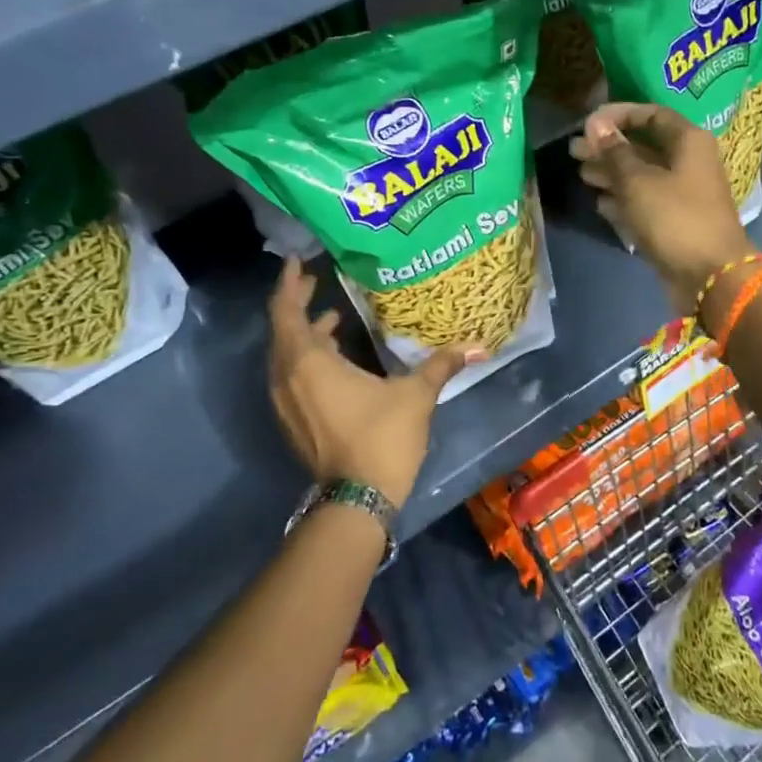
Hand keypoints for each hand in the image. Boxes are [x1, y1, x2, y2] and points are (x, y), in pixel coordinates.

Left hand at [267, 259, 481, 504]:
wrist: (357, 500)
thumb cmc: (382, 438)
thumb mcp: (415, 395)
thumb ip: (441, 365)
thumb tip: (478, 346)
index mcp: (308, 362)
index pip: (286, 311)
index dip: (290, 284)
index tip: (298, 261)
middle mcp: (286, 377)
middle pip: (282, 330)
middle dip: (297, 304)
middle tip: (317, 281)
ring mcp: (286, 402)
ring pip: (286, 355)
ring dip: (304, 333)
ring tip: (333, 317)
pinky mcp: (293, 420)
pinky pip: (291, 376)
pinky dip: (307, 358)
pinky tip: (336, 358)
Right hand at [570, 102, 754, 313]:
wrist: (711, 276)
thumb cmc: (675, 218)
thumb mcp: (638, 181)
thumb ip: (615, 152)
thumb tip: (596, 124)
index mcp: (688, 142)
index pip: (652, 115)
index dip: (618, 115)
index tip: (588, 124)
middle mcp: (689, 164)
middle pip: (644, 147)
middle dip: (609, 148)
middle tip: (574, 152)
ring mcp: (683, 196)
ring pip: (643, 177)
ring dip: (612, 175)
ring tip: (581, 175)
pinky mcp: (675, 224)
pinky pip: (646, 204)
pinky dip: (624, 202)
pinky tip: (600, 204)